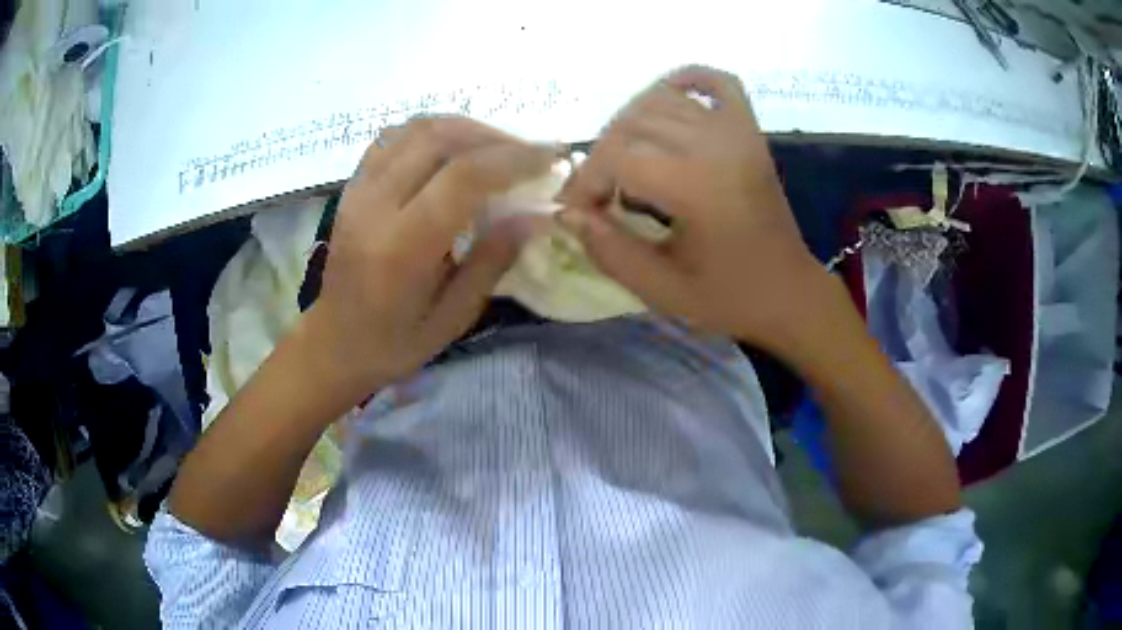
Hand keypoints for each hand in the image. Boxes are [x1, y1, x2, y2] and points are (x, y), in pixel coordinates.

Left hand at [306, 117, 556, 398]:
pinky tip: (453, 150)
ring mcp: (358, 190)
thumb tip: (537, 215)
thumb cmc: (394, 343)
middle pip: (439, 138)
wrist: (333, 343)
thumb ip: (493, 260)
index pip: (463, 177)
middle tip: (528, 153)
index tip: (552, 157)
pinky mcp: (352, 186)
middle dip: (494, 137)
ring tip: (496, 148)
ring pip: (416, 128)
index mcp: (401, 247)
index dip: (513, 159)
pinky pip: (394, 137)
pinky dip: (432, 132)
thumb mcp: (453, 317)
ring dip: (465, 128)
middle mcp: (375, 206)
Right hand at [561, 66, 831, 351]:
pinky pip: (718, 82)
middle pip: (632, 123)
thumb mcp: (662, 289)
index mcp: (696, 186)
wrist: (789, 293)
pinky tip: (666, 99)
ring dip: (629, 124)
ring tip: (624, 162)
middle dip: (601, 157)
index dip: (584, 181)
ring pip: (662, 99)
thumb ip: (609, 250)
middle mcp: (715, 145)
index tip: (577, 212)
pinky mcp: (750, 132)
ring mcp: (736, 133)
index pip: (616, 156)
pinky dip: (687, 79)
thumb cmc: (729, 298)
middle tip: (598, 195)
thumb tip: (567, 213)